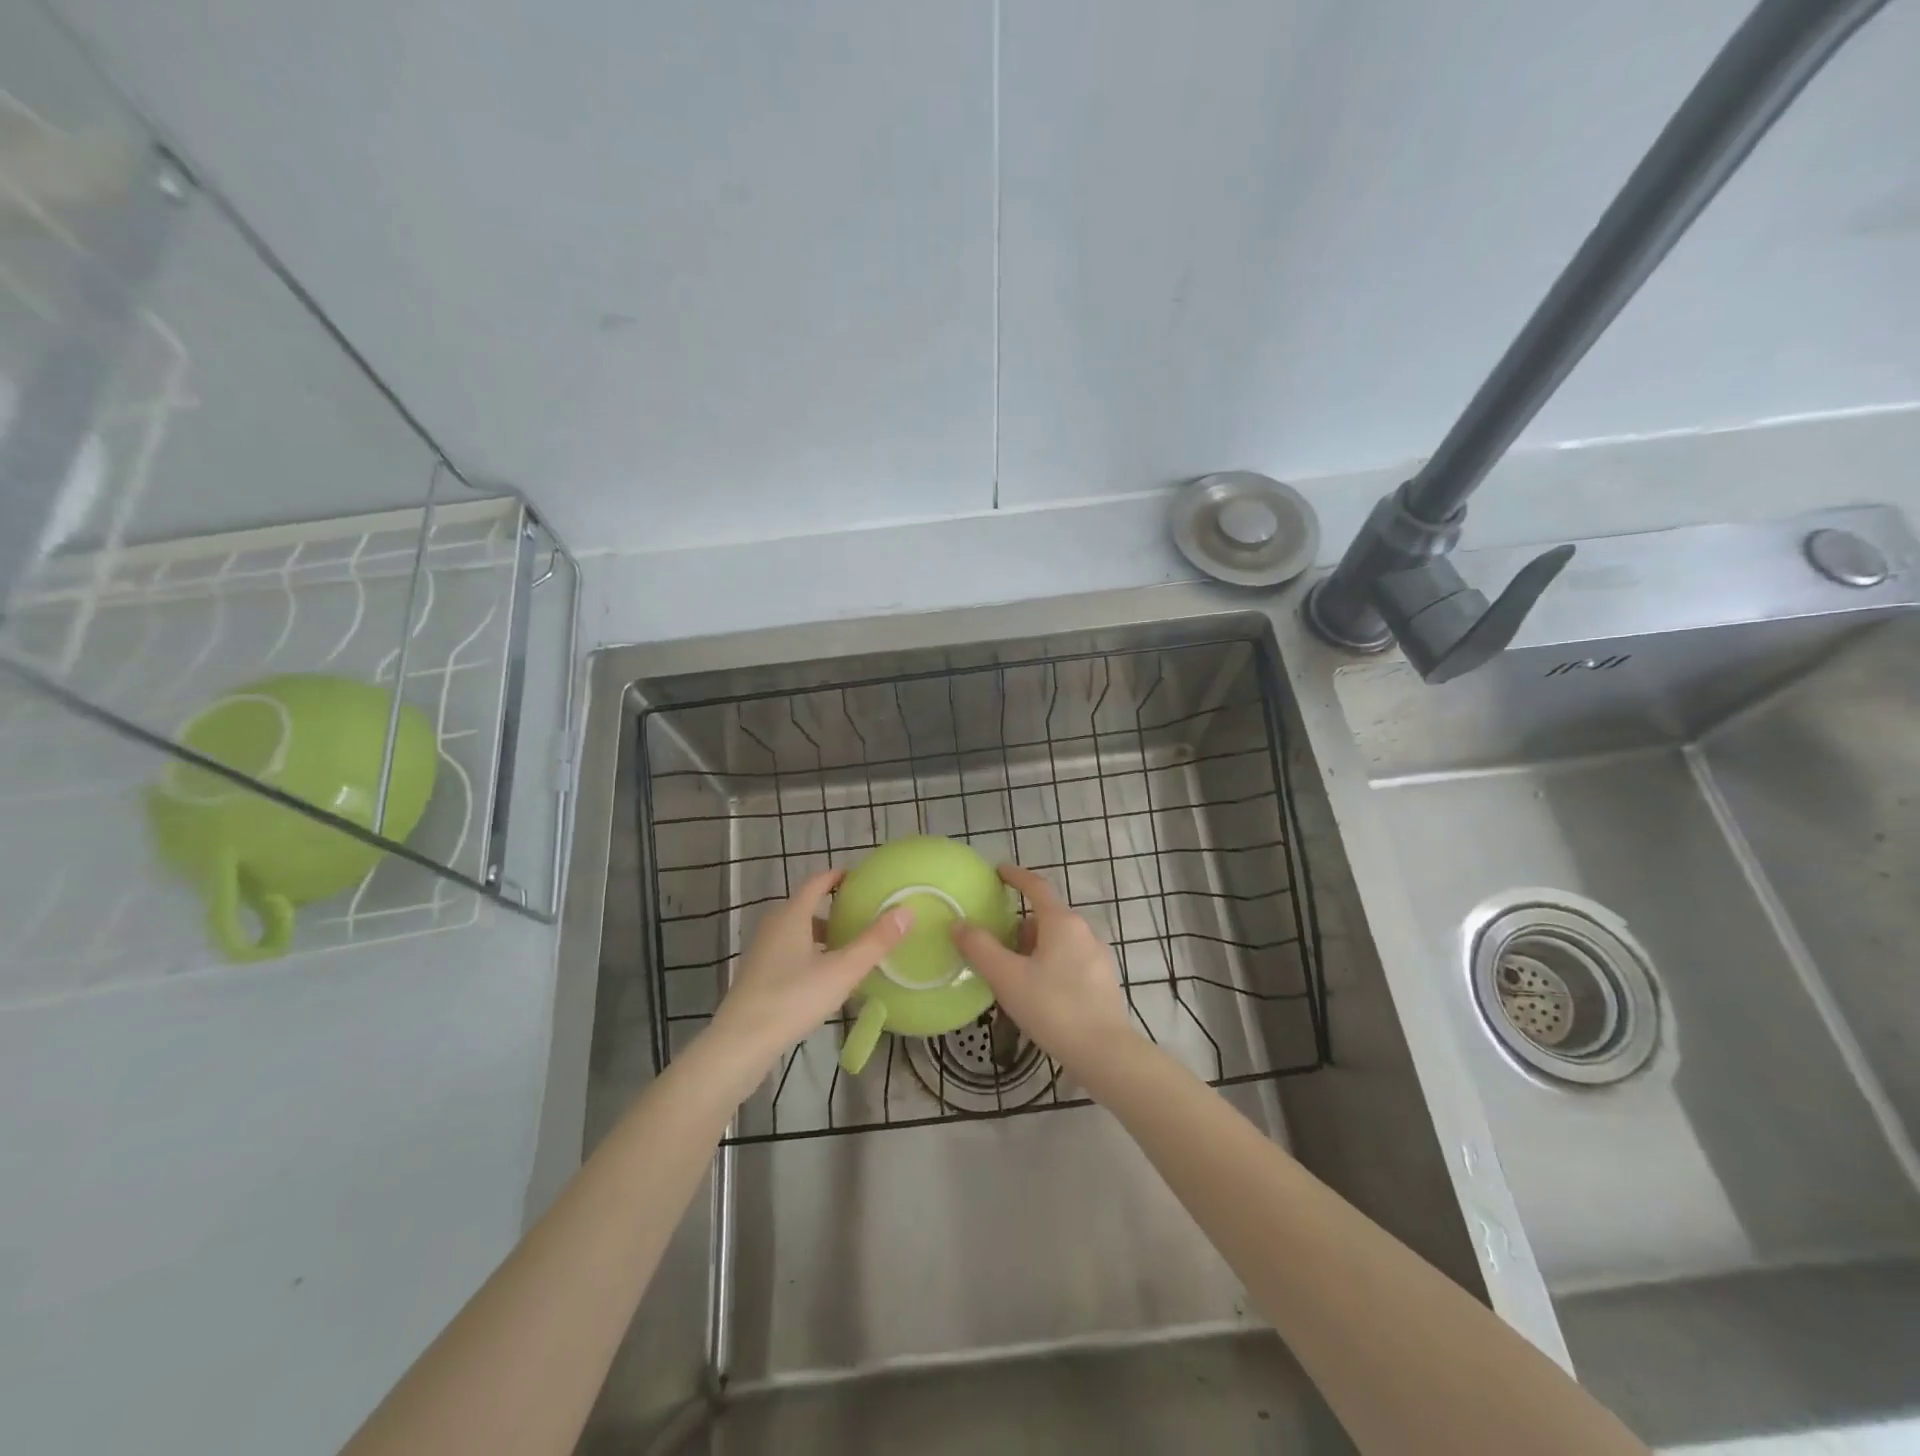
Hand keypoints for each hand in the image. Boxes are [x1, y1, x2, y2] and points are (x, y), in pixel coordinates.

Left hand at [708, 869, 911, 1070]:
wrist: (741, 1043)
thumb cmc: (793, 998)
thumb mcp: (842, 971)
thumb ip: (875, 942)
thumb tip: (906, 910)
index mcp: (792, 915)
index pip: (817, 882)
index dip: (838, 876)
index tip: (862, 879)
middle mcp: (774, 926)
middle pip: (807, 907)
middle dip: (834, 909)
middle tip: (863, 917)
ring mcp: (762, 951)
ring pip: (797, 932)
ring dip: (822, 935)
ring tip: (850, 949)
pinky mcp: (758, 975)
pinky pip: (789, 952)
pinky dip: (809, 954)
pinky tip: (825, 978)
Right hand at [952, 863, 1138, 1074]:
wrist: (1104, 1053)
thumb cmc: (1053, 1007)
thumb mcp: (1007, 978)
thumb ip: (980, 948)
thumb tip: (959, 923)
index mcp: (1062, 922)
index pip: (1036, 887)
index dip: (1016, 877)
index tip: (998, 872)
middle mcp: (1084, 931)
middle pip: (1046, 916)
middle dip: (1019, 925)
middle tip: (995, 941)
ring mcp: (1098, 956)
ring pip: (1059, 940)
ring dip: (1034, 947)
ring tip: (1012, 972)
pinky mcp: (1104, 981)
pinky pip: (1070, 960)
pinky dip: (1050, 964)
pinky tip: (1038, 991)